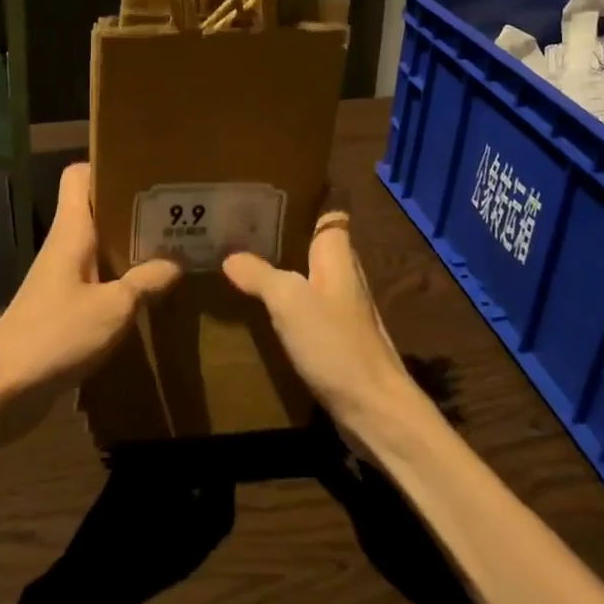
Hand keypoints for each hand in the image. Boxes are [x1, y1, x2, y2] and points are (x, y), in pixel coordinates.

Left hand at [0, 162, 180, 436]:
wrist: (0, 392)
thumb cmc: (55, 336)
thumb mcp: (114, 309)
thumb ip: (147, 281)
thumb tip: (176, 263)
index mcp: (72, 230)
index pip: (79, 175)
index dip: (107, 165)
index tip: (146, 171)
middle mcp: (65, 245)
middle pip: (97, 209)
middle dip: (134, 207)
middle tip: (176, 212)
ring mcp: (62, 276)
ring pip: (100, 245)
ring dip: (131, 246)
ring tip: (174, 247)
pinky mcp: (63, 306)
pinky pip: (98, 278)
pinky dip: (122, 279)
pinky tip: (150, 293)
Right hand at [223, 213, 417, 438]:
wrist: (373, 408)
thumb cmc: (334, 343)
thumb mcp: (289, 302)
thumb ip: (260, 274)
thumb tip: (230, 257)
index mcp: (338, 255)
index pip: (327, 214)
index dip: (303, 201)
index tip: (268, 195)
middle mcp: (343, 274)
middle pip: (313, 244)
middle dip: (283, 234)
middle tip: (240, 228)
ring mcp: (342, 308)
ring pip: (308, 275)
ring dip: (282, 268)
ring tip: (242, 261)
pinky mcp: (337, 337)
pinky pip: (307, 306)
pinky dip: (286, 301)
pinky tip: (261, 306)